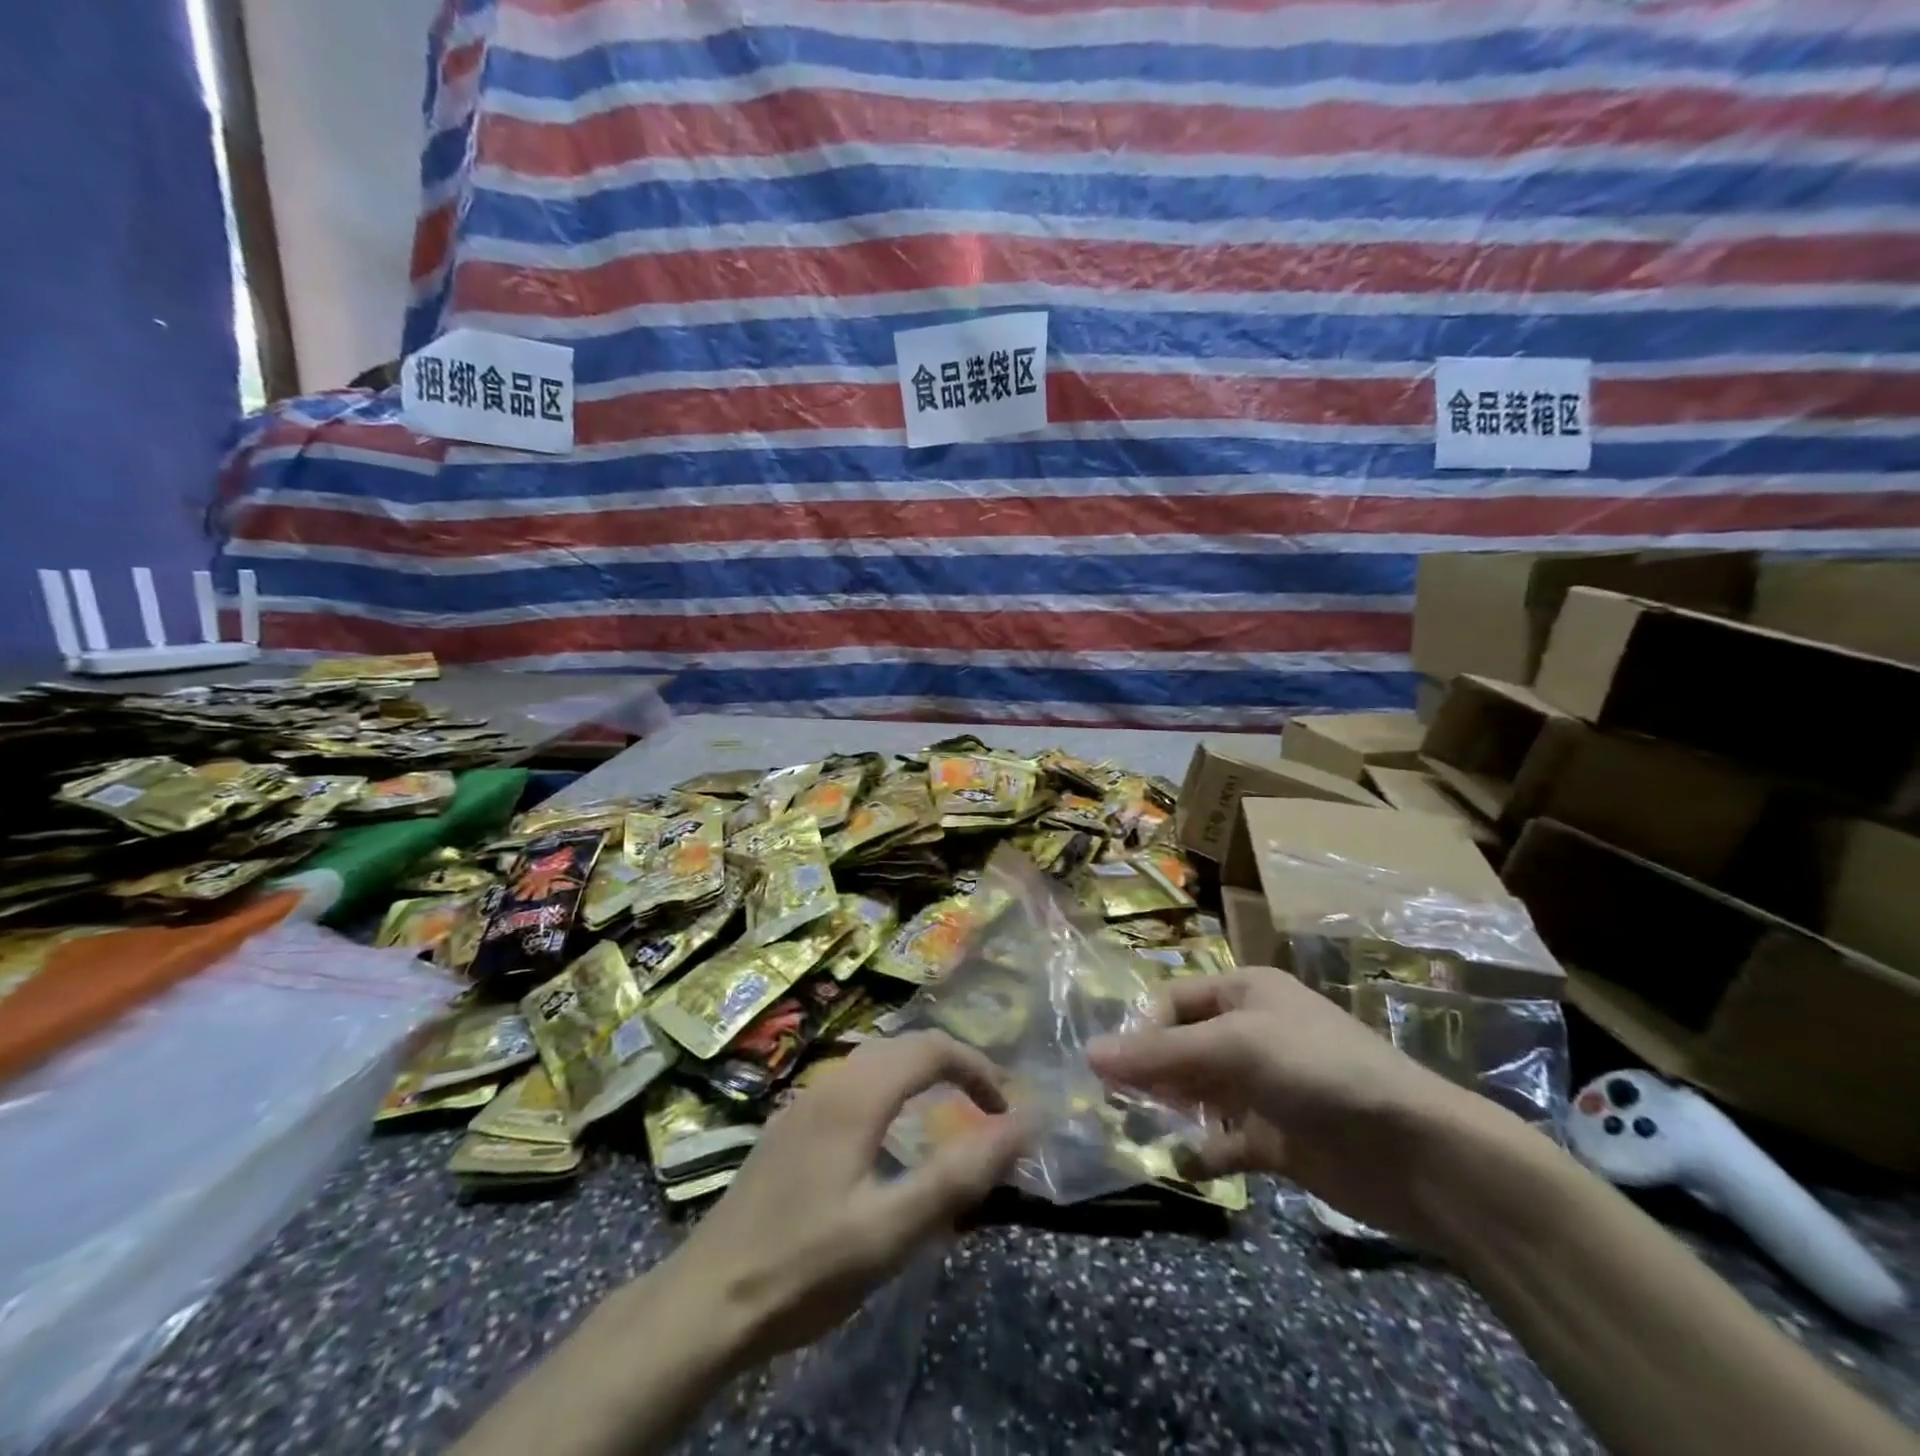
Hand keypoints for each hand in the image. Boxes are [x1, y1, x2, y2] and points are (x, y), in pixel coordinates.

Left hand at [663, 1031, 1027, 1364]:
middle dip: (952, 1065)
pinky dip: (888, 1092)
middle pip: (902, 1046)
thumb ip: (960, 1175)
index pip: (931, 1048)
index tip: (1005, 1110)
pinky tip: (887, 1139)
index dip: (977, 1068)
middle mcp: (829, 1083)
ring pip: (873, 1063)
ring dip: (918, 1075)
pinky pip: (851, 1086)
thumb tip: (1024, 1124)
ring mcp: (803, 1103)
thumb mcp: (892, 1229)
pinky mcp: (788, 1128)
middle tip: (985, 1109)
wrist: (705, 1301)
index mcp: (856, 1096)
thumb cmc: (805, 1266)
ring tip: (945, 1116)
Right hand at [1087, 969, 1510, 1244]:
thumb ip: (1160, 1054)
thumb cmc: (1317, 1070)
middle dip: (1149, 1071)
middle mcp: (1252, 1032)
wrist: (1415, 1151)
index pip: (1173, 1001)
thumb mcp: (1234, 1047)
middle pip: (1182, 1046)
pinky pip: (1227, 1141)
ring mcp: (1265, 1087)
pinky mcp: (1278, 1138)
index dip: (1141, 1030)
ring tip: (1136, 1131)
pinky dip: (1204, 1152)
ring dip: (1170, 1110)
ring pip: (1200, 1093)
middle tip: (1112, 1102)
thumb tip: (1089, 1054)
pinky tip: (1184, 1165)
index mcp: (1245, 993)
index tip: (1110, 1069)